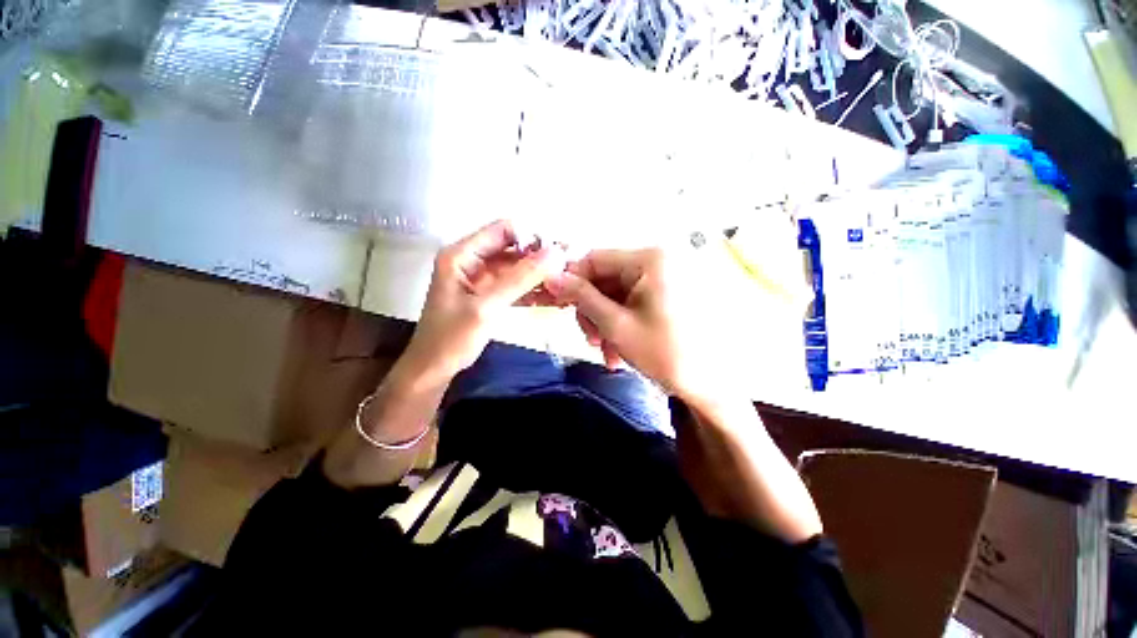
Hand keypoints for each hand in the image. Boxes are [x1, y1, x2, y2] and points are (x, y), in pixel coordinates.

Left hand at [402, 220, 564, 382]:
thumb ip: (520, 279)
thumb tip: (555, 254)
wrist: (433, 370)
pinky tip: (553, 298)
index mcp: (462, 254)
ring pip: (517, 268)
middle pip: (512, 248)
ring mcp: (481, 278)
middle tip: (568, 268)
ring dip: (539, 275)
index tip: (557, 253)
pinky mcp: (488, 295)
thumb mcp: (486, 307)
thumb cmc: (451, 339)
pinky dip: (531, 290)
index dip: (532, 237)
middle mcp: (471, 260)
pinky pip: (514, 285)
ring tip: (565, 283)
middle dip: (540, 258)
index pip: (503, 229)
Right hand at [543, 248, 733, 406]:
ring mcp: (661, 278)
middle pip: (604, 279)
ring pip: (614, 295)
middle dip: (591, 311)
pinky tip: (617, 350)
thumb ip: (582, 298)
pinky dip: (618, 324)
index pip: (595, 259)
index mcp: (650, 260)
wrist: (709, 385)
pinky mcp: (663, 294)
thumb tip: (551, 278)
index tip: (555, 304)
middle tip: (589, 338)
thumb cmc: (664, 353)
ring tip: (606, 351)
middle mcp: (657, 262)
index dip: (571, 281)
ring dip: (603, 322)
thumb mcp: (615, 325)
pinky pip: (629, 303)